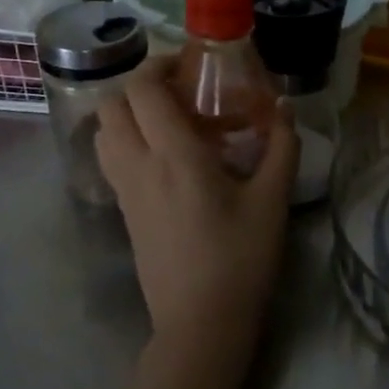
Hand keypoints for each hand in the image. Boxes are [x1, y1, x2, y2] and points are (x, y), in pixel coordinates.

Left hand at [95, 57, 298, 369]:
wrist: (201, 322)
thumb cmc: (241, 258)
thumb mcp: (272, 200)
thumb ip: (282, 146)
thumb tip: (284, 107)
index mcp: (174, 157)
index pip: (143, 90)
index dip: (160, 66)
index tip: (192, 67)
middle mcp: (138, 166)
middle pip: (112, 104)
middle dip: (141, 86)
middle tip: (182, 92)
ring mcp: (124, 191)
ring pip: (104, 132)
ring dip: (130, 114)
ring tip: (172, 123)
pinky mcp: (124, 212)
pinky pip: (112, 160)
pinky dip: (128, 141)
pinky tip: (168, 159)